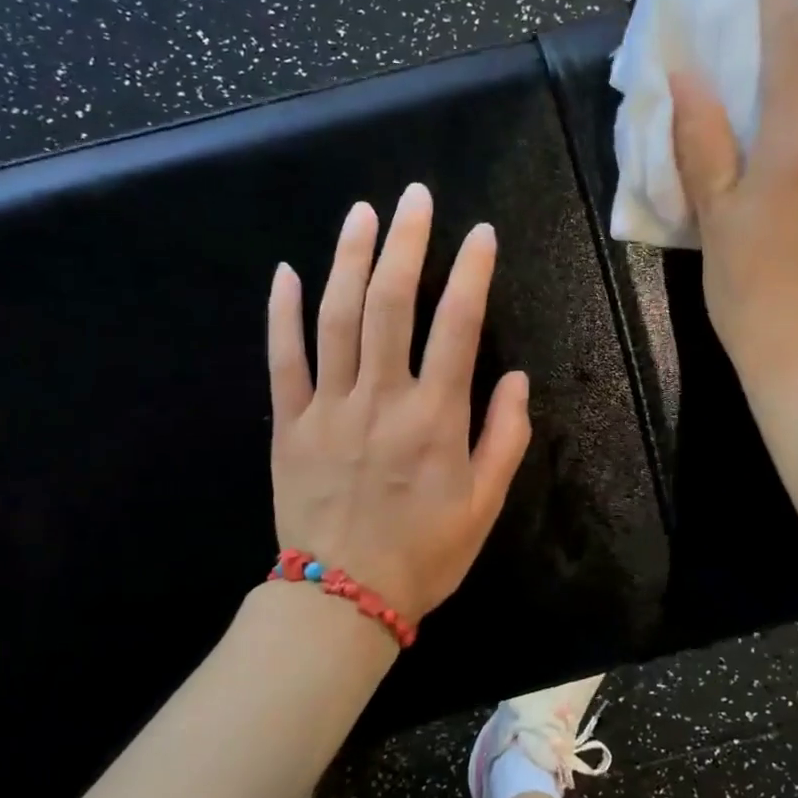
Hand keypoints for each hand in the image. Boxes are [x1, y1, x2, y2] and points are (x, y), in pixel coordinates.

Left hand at [267, 183, 532, 623]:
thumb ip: (506, 436)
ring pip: (335, 318)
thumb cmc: (425, 552)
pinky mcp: (287, 424)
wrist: (343, 600)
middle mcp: (381, 398)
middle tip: (415, 197)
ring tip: (361, 213)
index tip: (481, 234)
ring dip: (348, 258)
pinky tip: (287, 272)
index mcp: (435, 417)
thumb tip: (516, 378)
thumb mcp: (486, 503)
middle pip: (390, 303)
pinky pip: (282, 359)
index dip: (471, 272)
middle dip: (406, 243)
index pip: (457, 325)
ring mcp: (327, 408)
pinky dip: (283, 313)